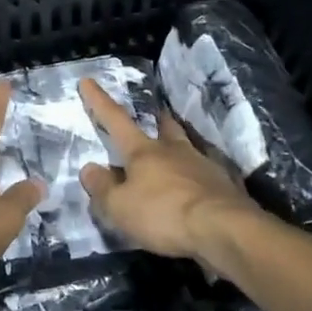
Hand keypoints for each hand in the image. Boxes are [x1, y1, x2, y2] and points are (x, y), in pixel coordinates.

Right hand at [77, 78, 254, 259]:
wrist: (224, 230)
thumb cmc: (164, 214)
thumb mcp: (120, 207)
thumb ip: (103, 188)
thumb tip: (89, 168)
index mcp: (143, 152)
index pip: (116, 120)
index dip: (99, 101)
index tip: (88, 81)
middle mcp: (173, 151)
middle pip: (164, 127)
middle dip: (156, 119)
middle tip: (154, 114)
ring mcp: (203, 166)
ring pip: (187, 147)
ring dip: (178, 146)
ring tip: (175, 151)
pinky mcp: (224, 186)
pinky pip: (205, 173)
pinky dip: (197, 176)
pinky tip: (196, 186)